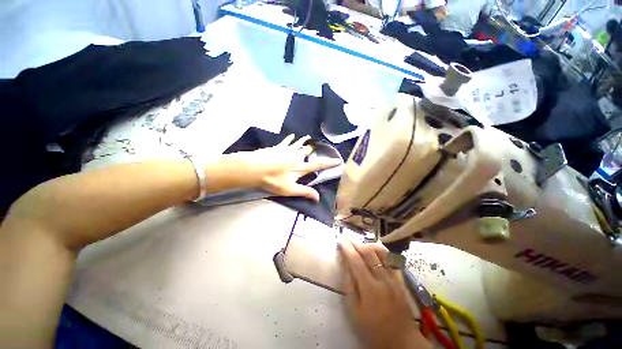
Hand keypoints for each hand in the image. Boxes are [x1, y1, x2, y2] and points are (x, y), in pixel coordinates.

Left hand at [222, 135, 340, 200]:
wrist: (254, 168)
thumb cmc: (272, 180)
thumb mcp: (289, 190)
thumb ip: (304, 192)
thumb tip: (318, 198)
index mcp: (301, 167)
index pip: (319, 165)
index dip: (329, 163)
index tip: (338, 160)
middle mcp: (297, 156)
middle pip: (308, 151)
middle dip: (314, 150)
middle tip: (317, 148)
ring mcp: (287, 150)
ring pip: (300, 144)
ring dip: (305, 141)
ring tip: (309, 137)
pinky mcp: (279, 147)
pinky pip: (287, 141)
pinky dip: (291, 138)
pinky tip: (293, 135)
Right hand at [339, 238, 430, 348]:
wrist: (402, 341)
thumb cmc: (374, 330)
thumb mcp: (355, 313)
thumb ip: (350, 288)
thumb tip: (346, 267)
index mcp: (369, 288)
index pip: (356, 261)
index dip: (347, 248)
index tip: (340, 239)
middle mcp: (383, 279)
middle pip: (368, 253)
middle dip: (356, 243)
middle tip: (347, 238)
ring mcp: (394, 278)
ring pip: (381, 253)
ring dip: (369, 245)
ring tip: (360, 243)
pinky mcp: (401, 280)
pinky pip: (392, 260)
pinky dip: (383, 252)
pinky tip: (377, 251)